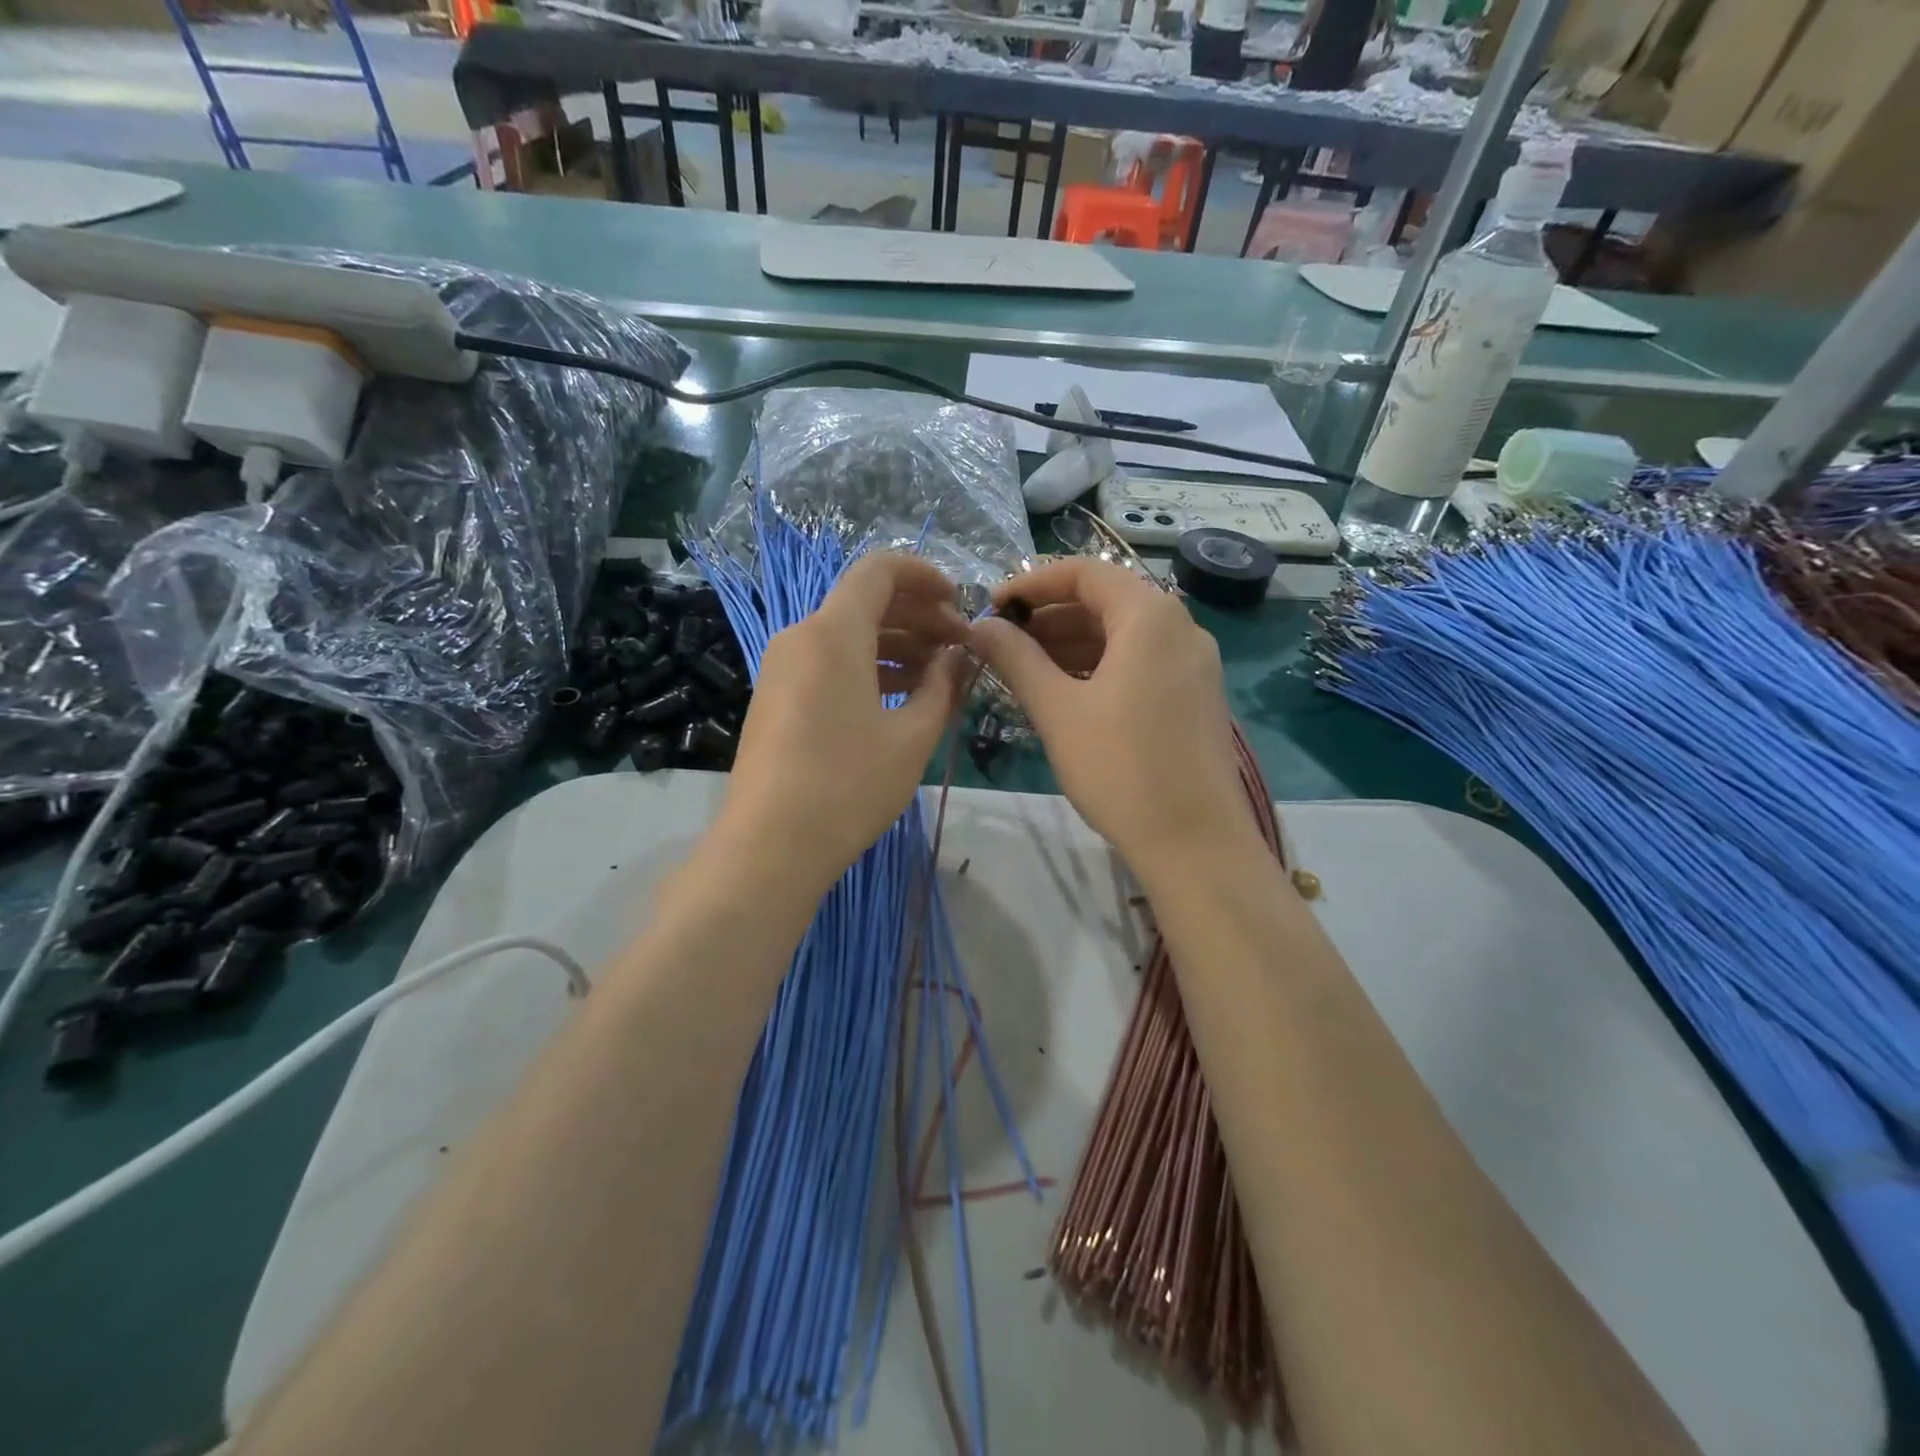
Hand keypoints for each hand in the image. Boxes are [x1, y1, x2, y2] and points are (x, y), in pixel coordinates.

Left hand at [716, 553, 968, 894]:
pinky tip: (899, 697)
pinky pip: (829, 663)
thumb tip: (958, 658)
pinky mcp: (776, 698)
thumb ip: (942, 687)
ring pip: (848, 635)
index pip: (880, 571)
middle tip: (959, 647)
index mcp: (833, 633)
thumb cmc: (848, 786)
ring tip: (938, 676)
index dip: (925, 575)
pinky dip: (868, 667)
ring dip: (896, 645)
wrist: (770, 846)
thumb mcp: (912, 737)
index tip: (960, 603)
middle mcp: (801, 637)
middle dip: (918, 616)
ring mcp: (783, 668)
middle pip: (865, 602)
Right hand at [970, 559, 1259, 878]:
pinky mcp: (1196, 696)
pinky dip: (1100, 667)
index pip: (1084, 572)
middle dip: (1050, 616)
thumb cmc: (1120, 769)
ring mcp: (1194, 664)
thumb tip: (981, 626)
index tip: (991, 606)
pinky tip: (1067, 693)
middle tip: (1002, 642)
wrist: (1196, 843)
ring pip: (1123, 635)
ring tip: (1024, 669)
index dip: (1031, 583)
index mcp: (1149, 616)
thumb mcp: (1057, 710)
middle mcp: (1180, 627)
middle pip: (1106, 601)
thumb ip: (1016, 659)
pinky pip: (1141, 663)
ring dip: (1072, 644)